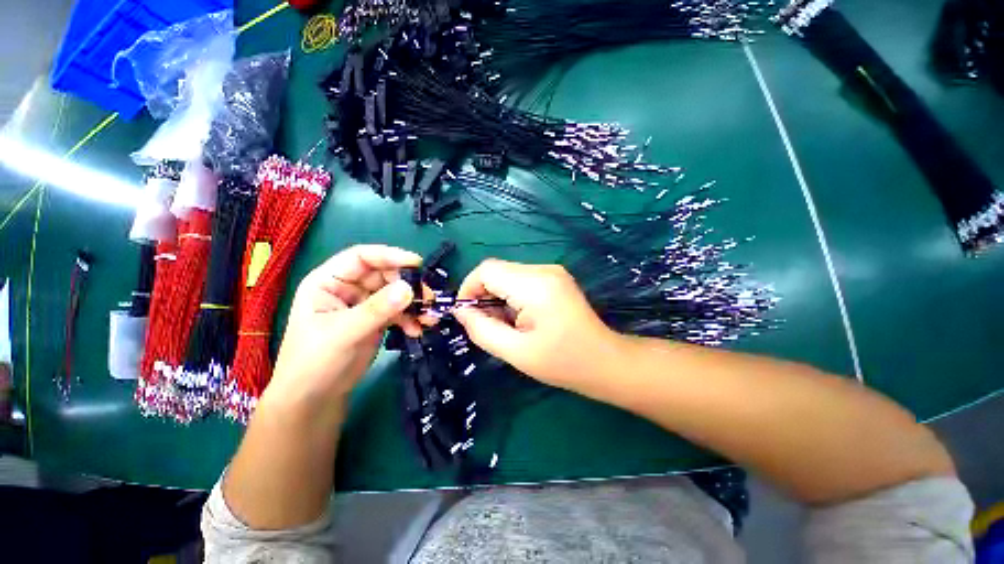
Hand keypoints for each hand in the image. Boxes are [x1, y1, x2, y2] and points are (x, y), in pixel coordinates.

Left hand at [265, 245, 422, 409]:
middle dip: (408, 284)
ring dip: (414, 303)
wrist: (315, 398)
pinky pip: (399, 311)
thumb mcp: (343, 333)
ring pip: (396, 293)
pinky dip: (411, 318)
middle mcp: (349, 288)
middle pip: (385, 275)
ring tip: (429, 316)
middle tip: (429, 297)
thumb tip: (409, 289)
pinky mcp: (377, 320)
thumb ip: (376, 310)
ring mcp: (365, 304)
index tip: (417, 263)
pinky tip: (417, 330)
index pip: (362, 257)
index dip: (389, 256)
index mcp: (330, 281)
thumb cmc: (314, 362)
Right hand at [453, 259, 622, 390]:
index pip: (487, 270)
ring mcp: (552, 271)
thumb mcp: (516, 352)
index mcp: (535, 285)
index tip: (466, 315)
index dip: (469, 289)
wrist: (605, 361)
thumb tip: (460, 311)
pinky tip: (521, 318)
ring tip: (508, 325)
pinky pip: (521, 279)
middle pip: (497, 271)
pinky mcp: (555, 278)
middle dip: (484, 296)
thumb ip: (482, 329)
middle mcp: (544, 270)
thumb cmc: (562, 362)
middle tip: (488, 325)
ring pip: (507, 275)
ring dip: (498, 297)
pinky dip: (511, 296)